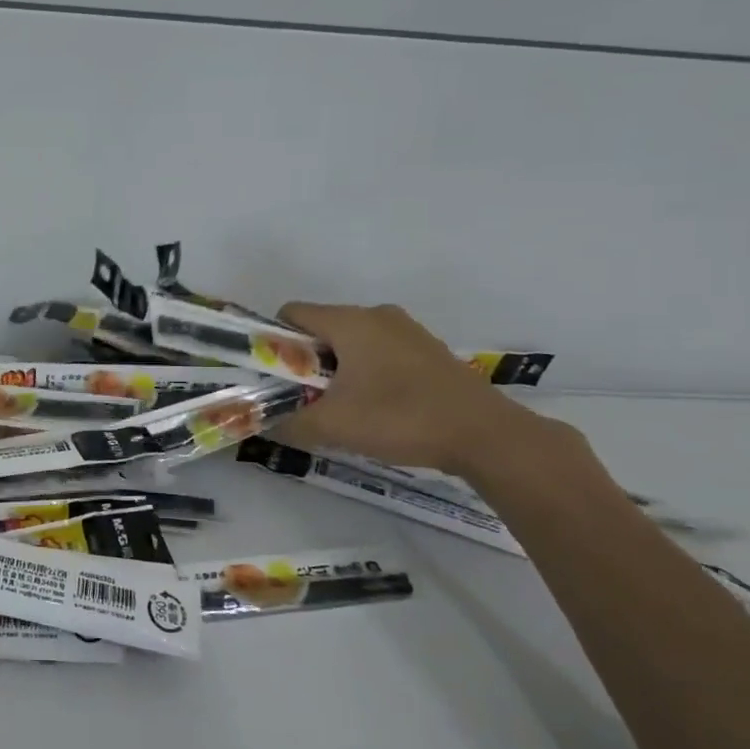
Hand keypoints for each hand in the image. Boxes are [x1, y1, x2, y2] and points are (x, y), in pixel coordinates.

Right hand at [273, 302, 549, 475]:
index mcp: (349, 321)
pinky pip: (379, 351)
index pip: (291, 313)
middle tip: (303, 397)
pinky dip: (366, 371)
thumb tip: (262, 424)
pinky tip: (375, 406)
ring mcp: (407, 330)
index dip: (273, 341)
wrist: (487, 435)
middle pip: (321, 328)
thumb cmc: (401, 418)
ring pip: (352, 341)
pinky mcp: (428, 350)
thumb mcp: (334, 426)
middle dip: (305, 360)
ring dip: (336, 368)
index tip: (275, 376)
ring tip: (339, 406)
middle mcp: (377, 315)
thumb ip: (289, 423)